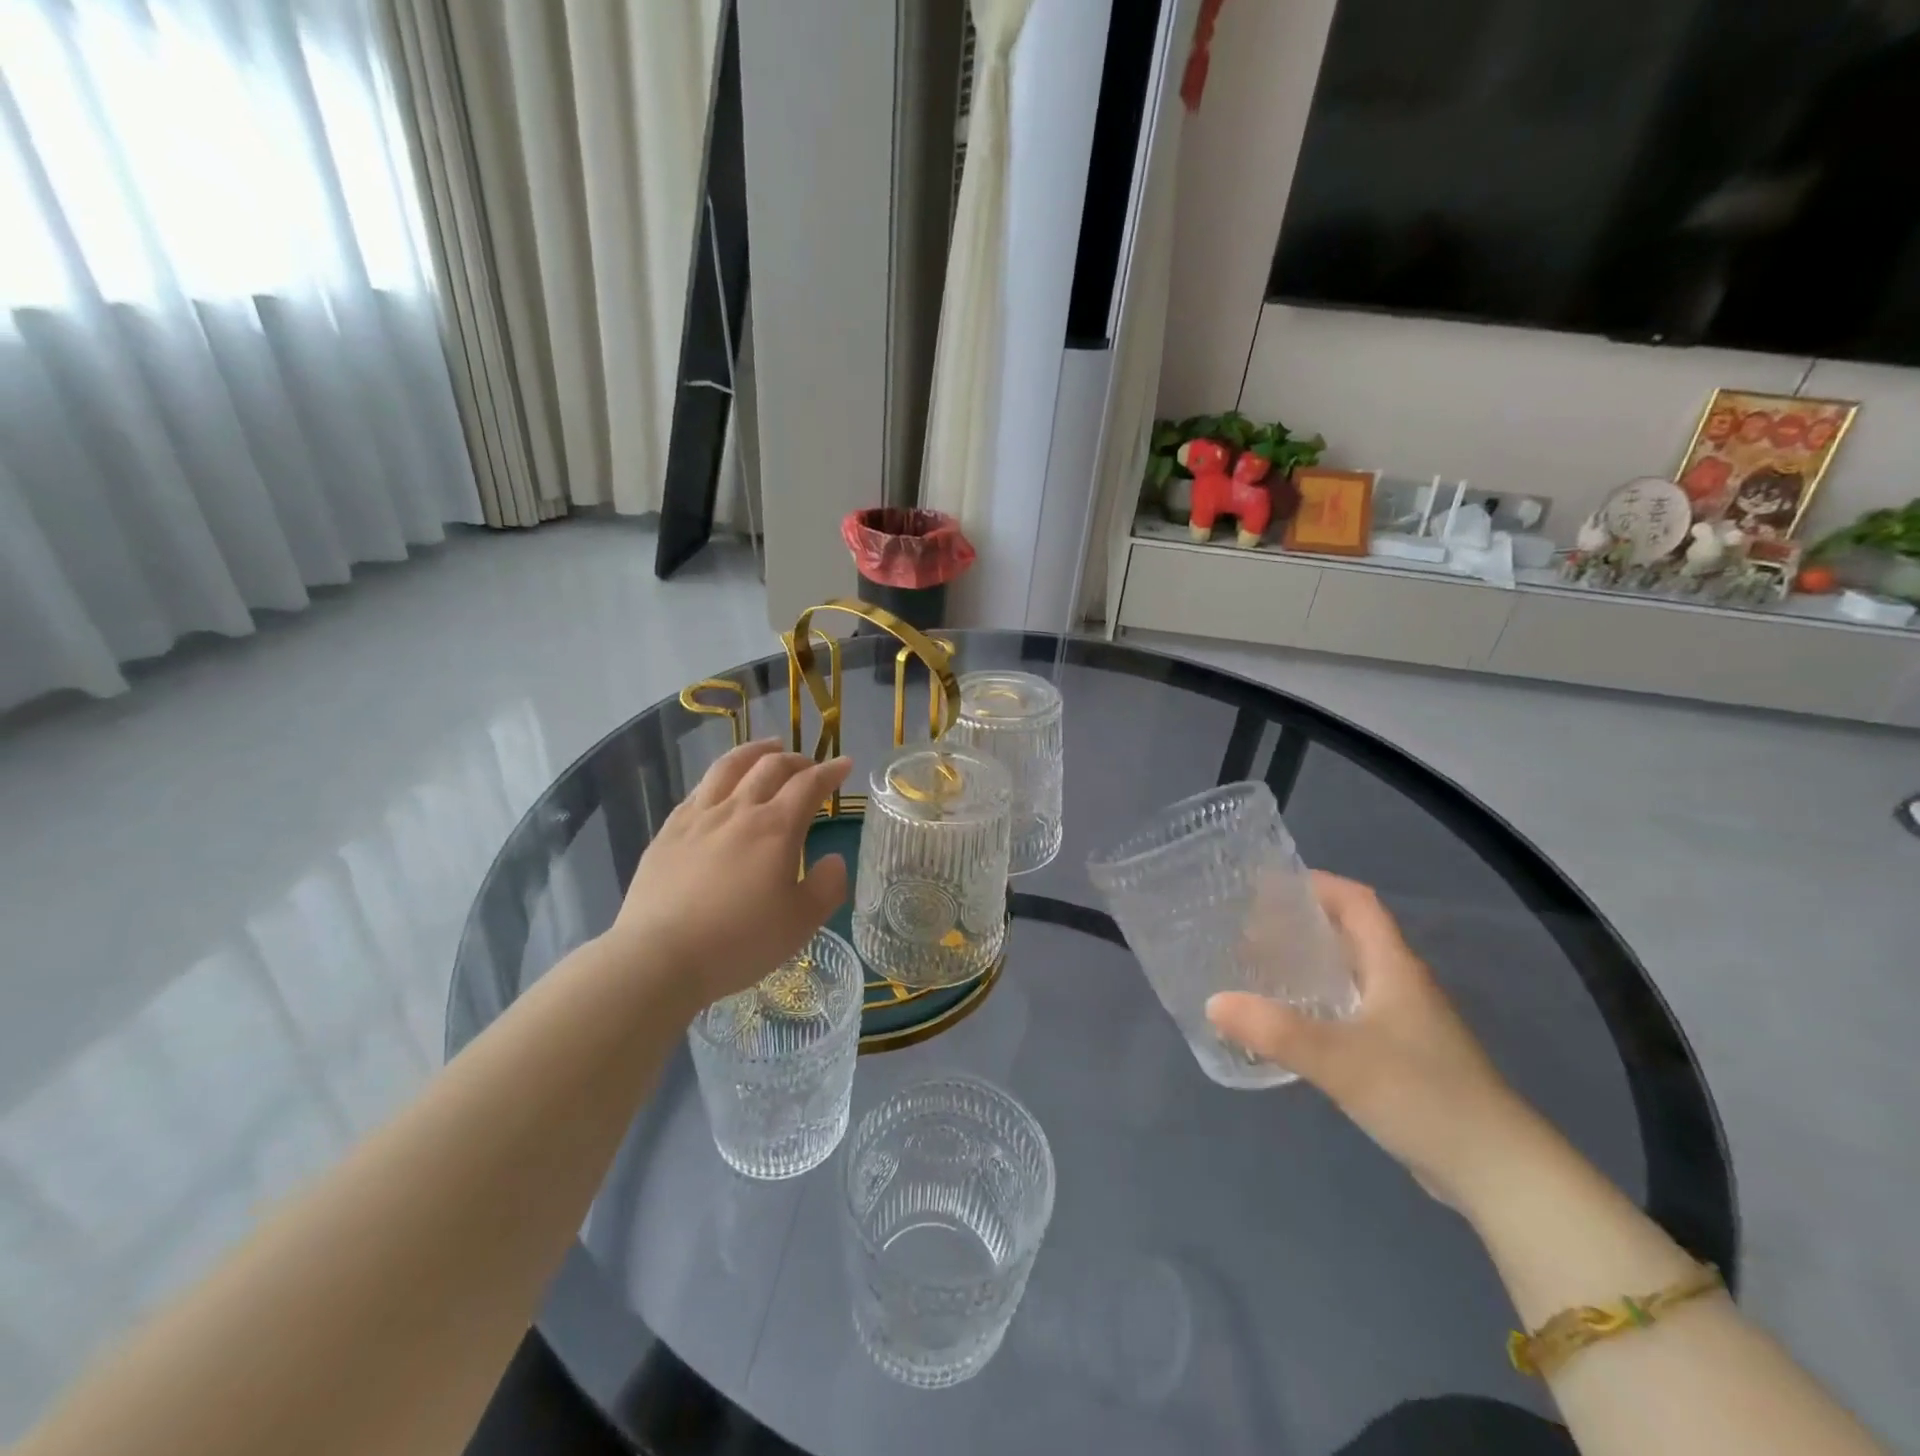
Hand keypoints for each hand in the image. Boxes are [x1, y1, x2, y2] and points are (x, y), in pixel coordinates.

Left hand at [608, 740, 851, 1010]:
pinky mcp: (668, 831)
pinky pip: (698, 790)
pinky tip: (720, 786)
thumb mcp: (801, 923)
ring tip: (768, 748)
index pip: (809, 784)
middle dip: (796, 759)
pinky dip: (720, 777)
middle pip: (770, 767)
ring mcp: (698, 817)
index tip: (845, 764)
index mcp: (776, 828)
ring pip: (730, 767)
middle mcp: (738, 810)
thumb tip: (834, 860)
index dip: (830, 771)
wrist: (659, 957)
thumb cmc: (739, 943)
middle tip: (810, 765)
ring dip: (755, 751)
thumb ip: (826, 886)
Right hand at [1207, 872, 1535, 1210]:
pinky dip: (1318, 1003)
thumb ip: (1276, 1030)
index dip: (1317, 884)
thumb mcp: (1341, 1060)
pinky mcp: (1404, 1057)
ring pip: (1350, 975)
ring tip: (1258, 970)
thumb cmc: (1424, 1096)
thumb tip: (1213, 1002)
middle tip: (1247, 929)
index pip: (1357, 902)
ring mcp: (1406, 1023)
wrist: (1499, 1173)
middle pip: (1350, 934)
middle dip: (1301, 924)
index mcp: (1394, 967)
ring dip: (1309, 964)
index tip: (1268, 885)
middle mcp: (1401, 985)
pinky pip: (1352, 1011)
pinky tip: (1291, 1024)